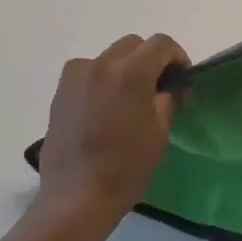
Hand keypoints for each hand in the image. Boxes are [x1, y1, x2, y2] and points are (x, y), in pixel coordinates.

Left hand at [34, 34, 188, 230]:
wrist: (76, 196)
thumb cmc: (126, 168)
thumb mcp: (159, 134)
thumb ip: (166, 100)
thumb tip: (167, 88)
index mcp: (131, 73)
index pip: (161, 44)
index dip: (177, 57)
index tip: (180, 80)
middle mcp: (102, 64)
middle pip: (133, 45)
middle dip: (149, 60)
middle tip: (156, 89)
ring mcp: (77, 75)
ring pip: (109, 56)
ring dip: (123, 68)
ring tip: (126, 99)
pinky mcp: (61, 90)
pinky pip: (87, 71)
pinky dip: (100, 79)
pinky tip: (102, 107)